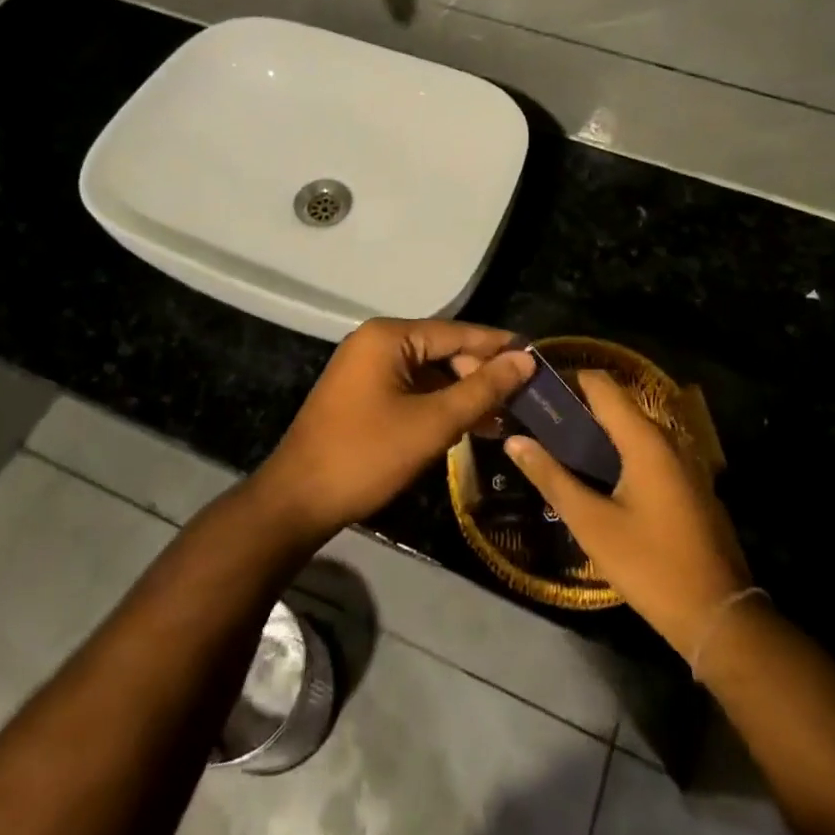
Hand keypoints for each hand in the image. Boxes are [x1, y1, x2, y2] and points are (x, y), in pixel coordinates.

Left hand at [252, 318, 534, 544]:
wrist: (297, 501)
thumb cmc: (367, 455)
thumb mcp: (433, 423)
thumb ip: (482, 389)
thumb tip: (525, 360)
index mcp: (389, 337)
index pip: (457, 332)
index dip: (498, 346)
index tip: (537, 359)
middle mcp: (376, 342)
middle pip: (443, 350)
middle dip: (480, 375)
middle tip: (520, 400)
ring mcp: (366, 368)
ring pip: (428, 373)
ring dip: (462, 394)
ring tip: (502, 418)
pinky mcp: (362, 394)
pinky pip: (411, 389)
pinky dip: (438, 405)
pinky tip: (467, 426)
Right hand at [503, 370, 750, 655]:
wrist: (719, 614)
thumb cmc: (650, 565)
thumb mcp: (592, 524)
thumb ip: (552, 477)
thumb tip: (515, 440)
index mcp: (644, 439)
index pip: (601, 384)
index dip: (566, 381)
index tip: (535, 394)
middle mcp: (667, 439)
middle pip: (616, 404)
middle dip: (577, 410)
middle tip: (538, 426)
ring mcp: (682, 461)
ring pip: (631, 430)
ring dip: (597, 434)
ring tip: (558, 450)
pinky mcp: (687, 484)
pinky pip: (647, 451)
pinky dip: (618, 452)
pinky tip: (596, 478)